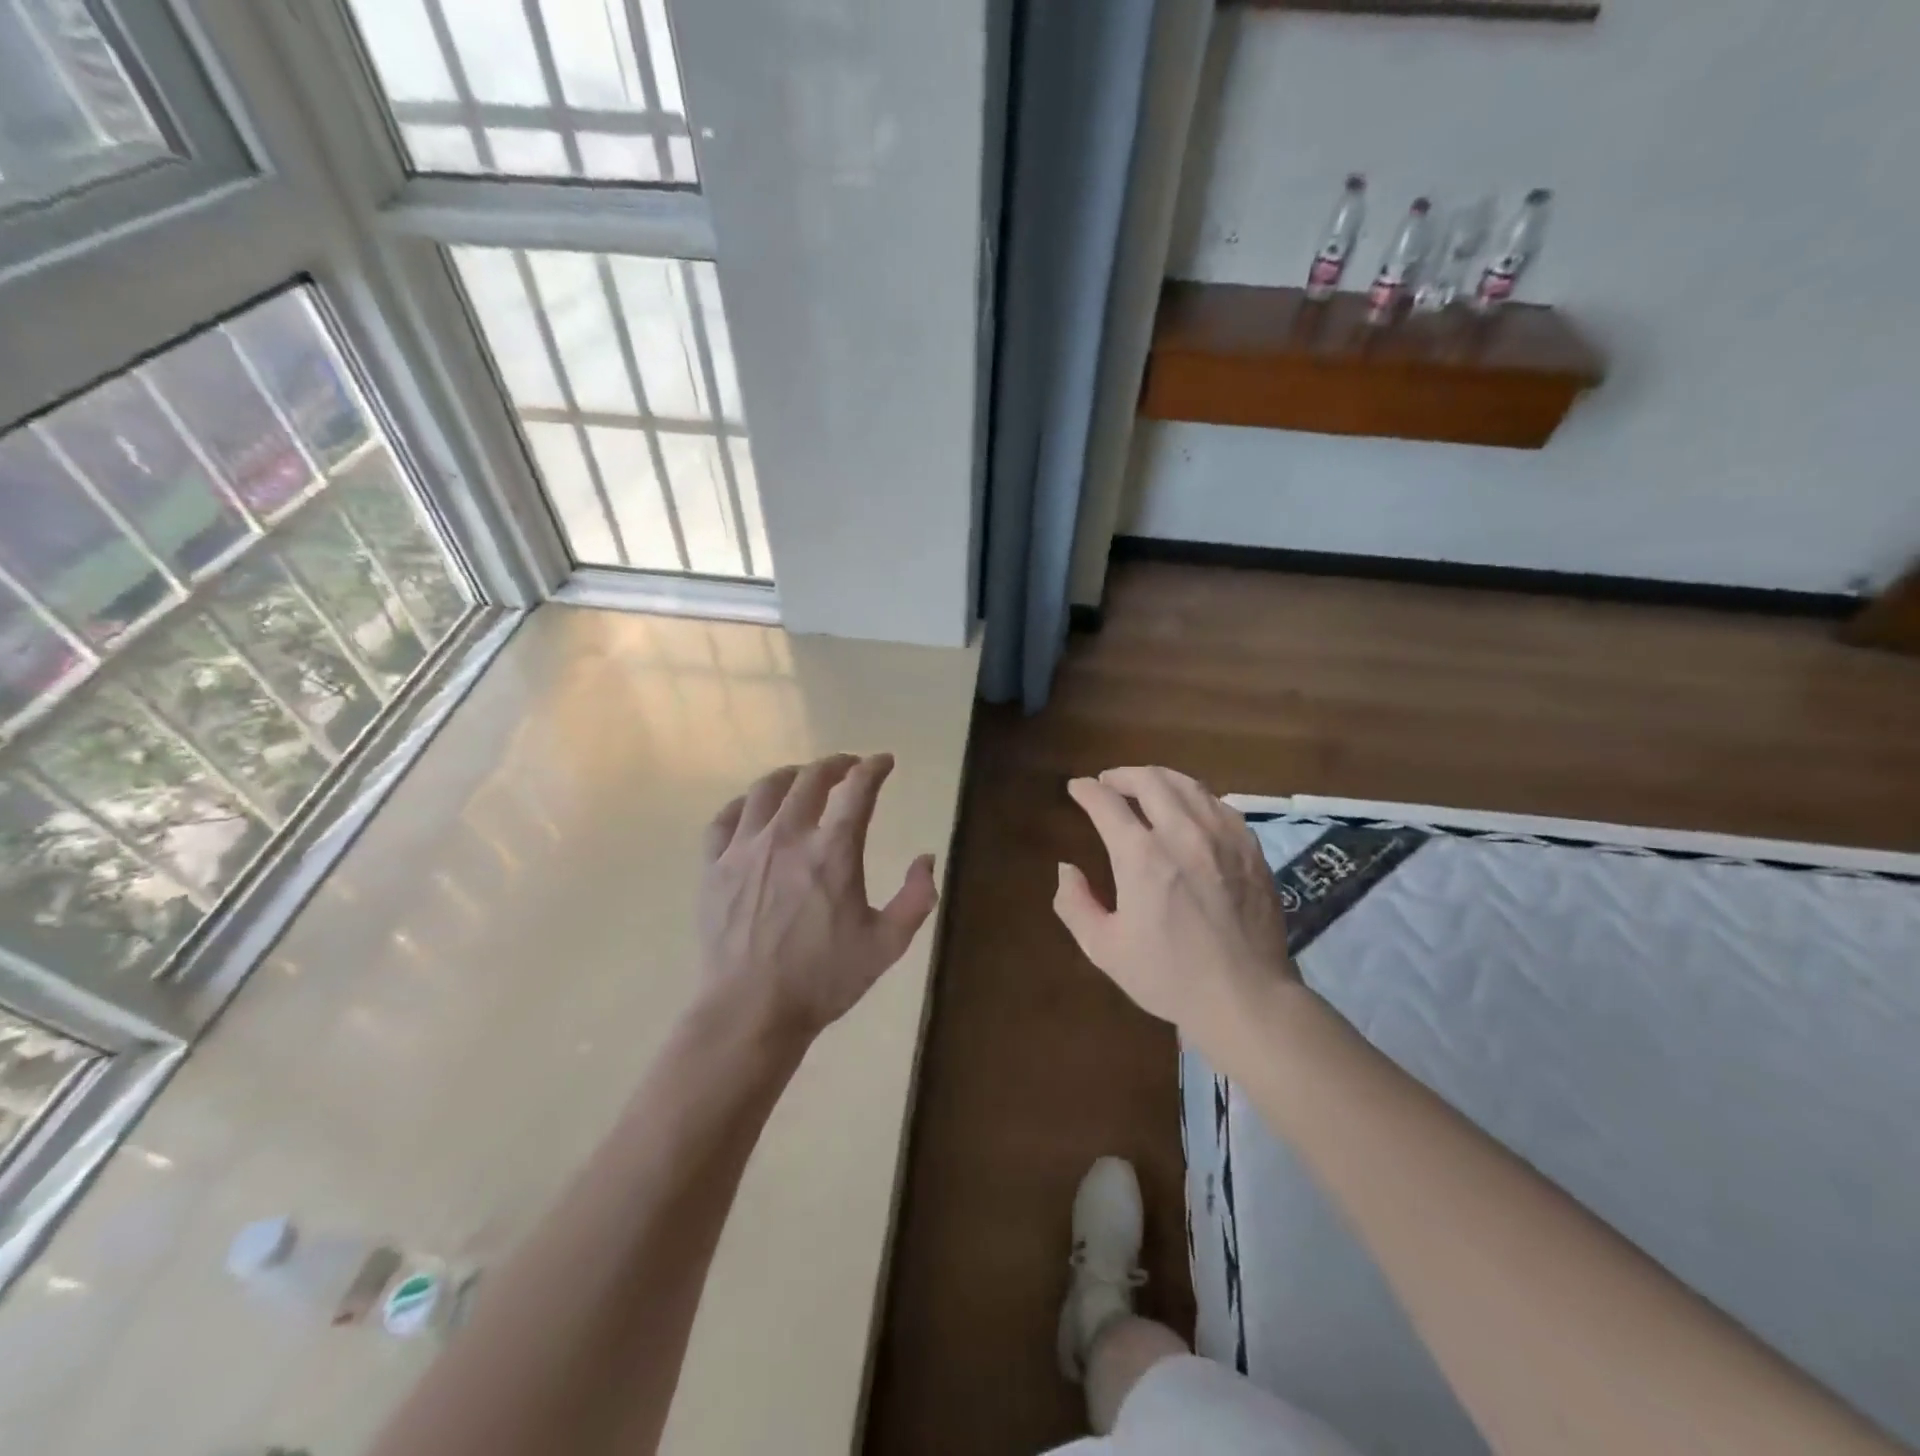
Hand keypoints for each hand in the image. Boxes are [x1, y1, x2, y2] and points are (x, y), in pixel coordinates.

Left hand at [700, 753, 937, 1042]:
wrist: (750, 1011)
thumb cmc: (823, 979)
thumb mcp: (886, 944)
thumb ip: (916, 898)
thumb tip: (926, 858)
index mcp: (833, 851)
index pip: (858, 789)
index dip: (874, 768)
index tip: (884, 762)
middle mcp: (788, 837)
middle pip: (810, 779)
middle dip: (835, 764)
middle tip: (848, 767)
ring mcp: (745, 849)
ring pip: (766, 789)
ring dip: (791, 776)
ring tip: (802, 779)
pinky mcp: (714, 867)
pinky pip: (725, 818)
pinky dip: (745, 804)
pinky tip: (754, 810)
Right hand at [1054, 766, 1297, 1054]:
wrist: (1246, 997)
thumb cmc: (1168, 976)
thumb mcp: (1104, 948)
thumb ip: (1075, 904)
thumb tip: (1067, 868)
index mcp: (1141, 857)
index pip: (1106, 803)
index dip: (1086, 790)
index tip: (1077, 788)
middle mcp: (1182, 834)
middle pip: (1149, 780)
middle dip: (1121, 775)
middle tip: (1108, 783)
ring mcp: (1222, 837)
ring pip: (1188, 784)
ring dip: (1159, 779)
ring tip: (1146, 787)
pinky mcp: (1251, 849)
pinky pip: (1219, 804)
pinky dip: (1195, 797)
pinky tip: (1190, 809)